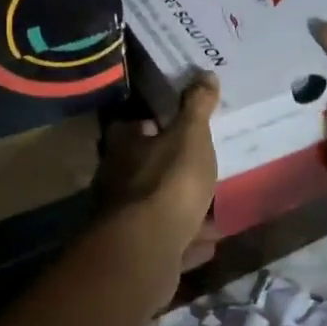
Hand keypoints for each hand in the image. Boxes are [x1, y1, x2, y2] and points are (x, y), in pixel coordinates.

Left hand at [96, 73, 221, 281]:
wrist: (147, 249)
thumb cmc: (168, 182)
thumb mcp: (190, 136)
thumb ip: (197, 107)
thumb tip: (204, 74)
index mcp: (123, 147)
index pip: (131, 127)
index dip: (151, 125)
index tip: (174, 125)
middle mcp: (117, 180)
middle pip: (141, 168)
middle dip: (167, 168)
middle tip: (198, 165)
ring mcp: (124, 220)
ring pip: (155, 207)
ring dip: (178, 207)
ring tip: (210, 204)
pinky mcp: (138, 251)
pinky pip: (167, 240)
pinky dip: (185, 239)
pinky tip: (208, 241)